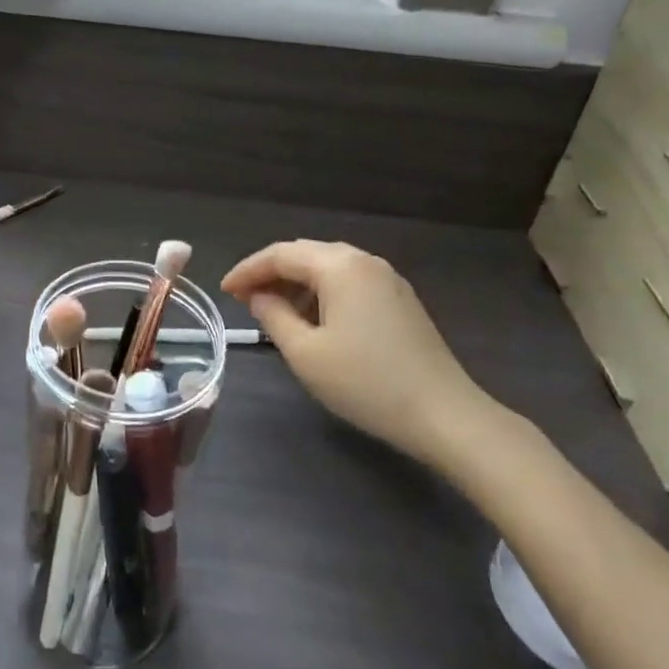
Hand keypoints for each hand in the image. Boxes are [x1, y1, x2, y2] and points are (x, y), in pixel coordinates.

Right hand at [222, 240, 506, 469]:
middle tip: (244, 299)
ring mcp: (387, 279)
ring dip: (297, 284)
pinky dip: (322, 293)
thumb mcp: (306, 353)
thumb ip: (273, 316)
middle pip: (305, 254)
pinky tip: (313, 320)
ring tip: (274, 311)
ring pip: (329, 268)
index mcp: (339, 266)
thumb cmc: (366, 382)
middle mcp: (364, 261)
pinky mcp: (400, 299)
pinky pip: (350, 282)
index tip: (224, 291)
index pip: (281, 254)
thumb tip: (258, 296)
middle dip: (271, 273)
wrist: (444, 414)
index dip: (247, 270)